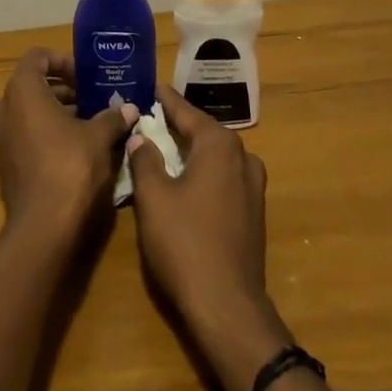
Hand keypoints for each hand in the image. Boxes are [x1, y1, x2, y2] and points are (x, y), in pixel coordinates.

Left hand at [0, 49, 135, 238]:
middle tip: (94, 100)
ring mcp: (0, 138)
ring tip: (90, 123)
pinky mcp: (5, 163)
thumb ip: (113, 117)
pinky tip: (76, 147)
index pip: (37, 58)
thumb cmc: (71, 167)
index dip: (63, 61)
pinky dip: (47, 133)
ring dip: (57, 112)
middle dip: (64, 89)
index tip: (87, 77)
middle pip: (33, 85)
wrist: (44, 226)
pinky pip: (25, 135)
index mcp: (22, 92)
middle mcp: (4, 109)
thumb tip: (130, 108)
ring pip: (29, 112)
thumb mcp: (99, 137)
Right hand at [130, 86, 289, 389]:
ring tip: (163, 143)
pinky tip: (183, 178)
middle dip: (178, 123)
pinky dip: (202, 170)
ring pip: (215, 156)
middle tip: (149, 114)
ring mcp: (252, 187)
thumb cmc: (184, 242)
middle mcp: (243, 158)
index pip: (187, 112)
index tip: (149, 86)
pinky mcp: (252, 212)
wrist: (226, 304)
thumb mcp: (153, 197)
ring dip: (191, 148)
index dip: (165, 100)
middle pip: (204, 132)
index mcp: (219, 146)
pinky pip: (222, 177)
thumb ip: (145, 160)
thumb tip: (140, 136)